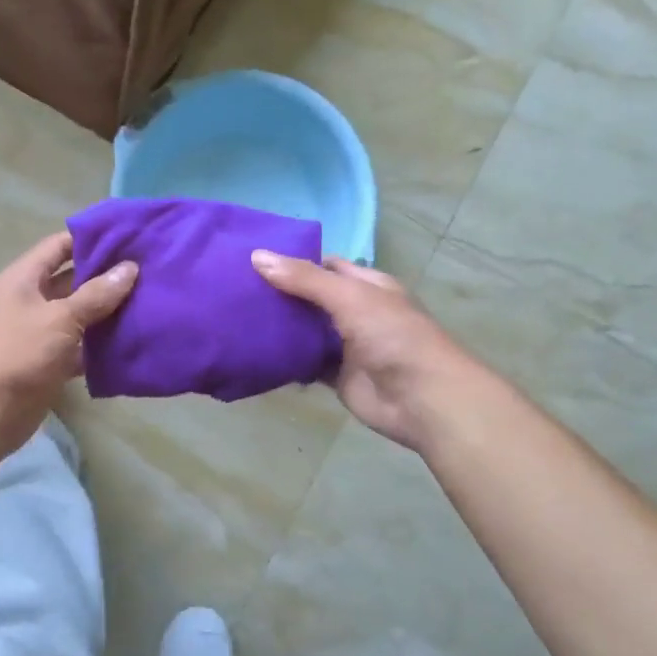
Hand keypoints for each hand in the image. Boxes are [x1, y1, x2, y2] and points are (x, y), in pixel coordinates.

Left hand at [0, 232, 137, 453]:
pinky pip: (79, 347)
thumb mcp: (60, 318)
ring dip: (107, 312)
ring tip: (149, 301)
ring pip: (78, 316)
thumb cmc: (18, 353)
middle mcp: (29, 301)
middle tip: (148, 270)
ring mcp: (38, 333)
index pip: (59, 246)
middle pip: (71, 280)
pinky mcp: (48, 363)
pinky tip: (132, 341)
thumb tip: (130, 268)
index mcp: (23, 279)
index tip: (128, 235)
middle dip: (106, 276)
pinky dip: (100, 346)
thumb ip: (96, 294)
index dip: (91, 238)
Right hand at [252, 252, 477, 451]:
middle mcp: (356, 312)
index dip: (293, 260)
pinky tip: (254, 353)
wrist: (421, 399)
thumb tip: (256, 256)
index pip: (325, 265)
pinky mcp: (336, 376)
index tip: (253, 259)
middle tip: (235, 288)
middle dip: (279, 294)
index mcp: (366, 286)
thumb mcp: (349, 297)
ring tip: (235, 317)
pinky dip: (284, 360)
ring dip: (279, 327)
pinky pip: (304, 364)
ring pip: (305, 332)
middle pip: (310, 298)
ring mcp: (346, 346)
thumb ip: (304, 279)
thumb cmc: (392, 336)